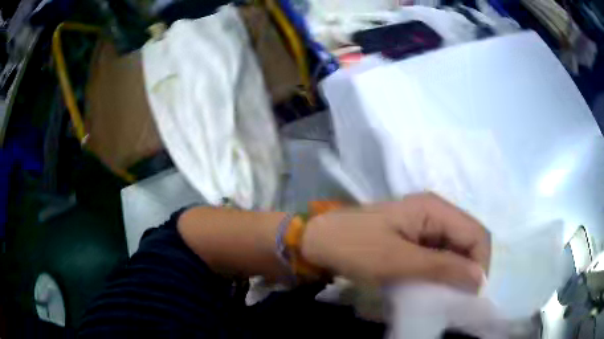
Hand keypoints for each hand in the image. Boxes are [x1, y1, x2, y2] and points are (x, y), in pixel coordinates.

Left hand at [301, 193, 490, 291]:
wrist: (318, 241)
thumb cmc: (355, 247)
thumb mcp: (399, 261)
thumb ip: (442, 267)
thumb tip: (479, 278)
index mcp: (435, 208)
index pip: (476, 234)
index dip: (480, 264)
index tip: (472, 294)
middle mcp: (435, 212)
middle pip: (467, 240)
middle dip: (469, 269)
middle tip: (459, 299)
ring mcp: (424, 225)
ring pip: (454, 249)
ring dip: (455, 273)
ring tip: (447, 296)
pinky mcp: (414, 238)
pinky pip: (438, 254)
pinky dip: (441, 272)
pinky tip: (434, 287)